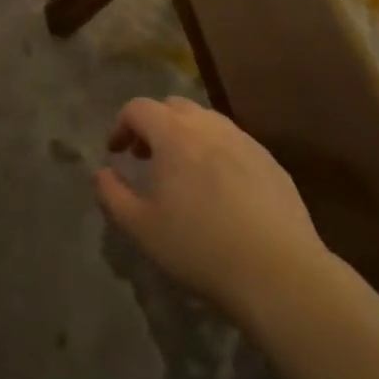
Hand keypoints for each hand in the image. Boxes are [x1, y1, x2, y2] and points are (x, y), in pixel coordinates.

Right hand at [96, 96, 325, 320]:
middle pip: (174, 107)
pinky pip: (234, 142)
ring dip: (186, 136)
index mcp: (174, 134)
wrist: (278, 271)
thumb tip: (101, 173)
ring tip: (183, 174)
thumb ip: (112, 195)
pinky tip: (220, 190)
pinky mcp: (271, 161)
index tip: (116, 153)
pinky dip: (216, 152)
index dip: (121, 125)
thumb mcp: (141, 228)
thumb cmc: (199, 247)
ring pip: (207, 122)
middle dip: (154, 125)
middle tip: (146, 158)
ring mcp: (245, 141)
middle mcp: (210, 126)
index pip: (139, 108)